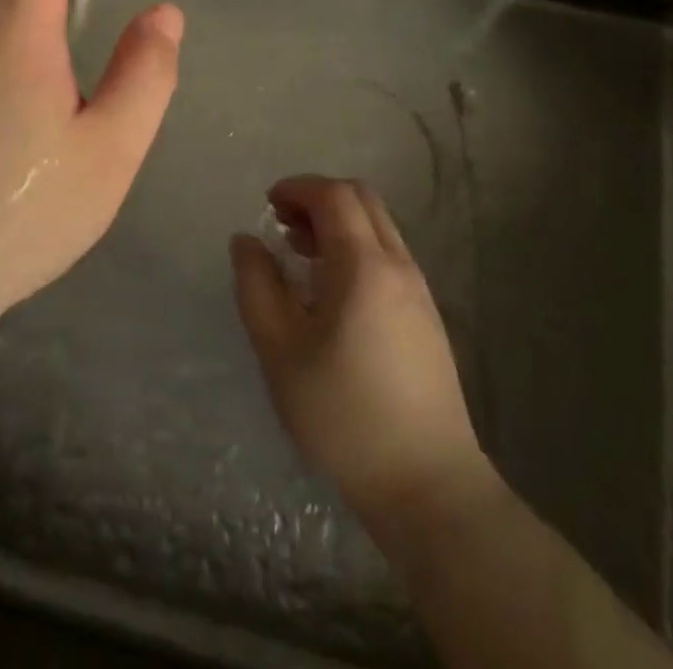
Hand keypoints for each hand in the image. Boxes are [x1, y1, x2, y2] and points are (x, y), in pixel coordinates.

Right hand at [231, 176, 487, 532]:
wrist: (426, 484)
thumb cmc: (343, 414)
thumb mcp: (280, 350)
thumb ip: (256, 286)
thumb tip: (246, 241)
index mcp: (364, 265)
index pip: (334, 195)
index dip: (297, 188)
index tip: (267, 205)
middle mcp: (398, 265)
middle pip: (361, 200)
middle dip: (318, 199)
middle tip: (282, 224)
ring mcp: (419, 290)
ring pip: (377, 227)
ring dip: (337, 224)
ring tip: (300, 254)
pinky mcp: (426, 316)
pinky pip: (388, 256)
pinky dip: (355, 248)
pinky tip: (331, 290)